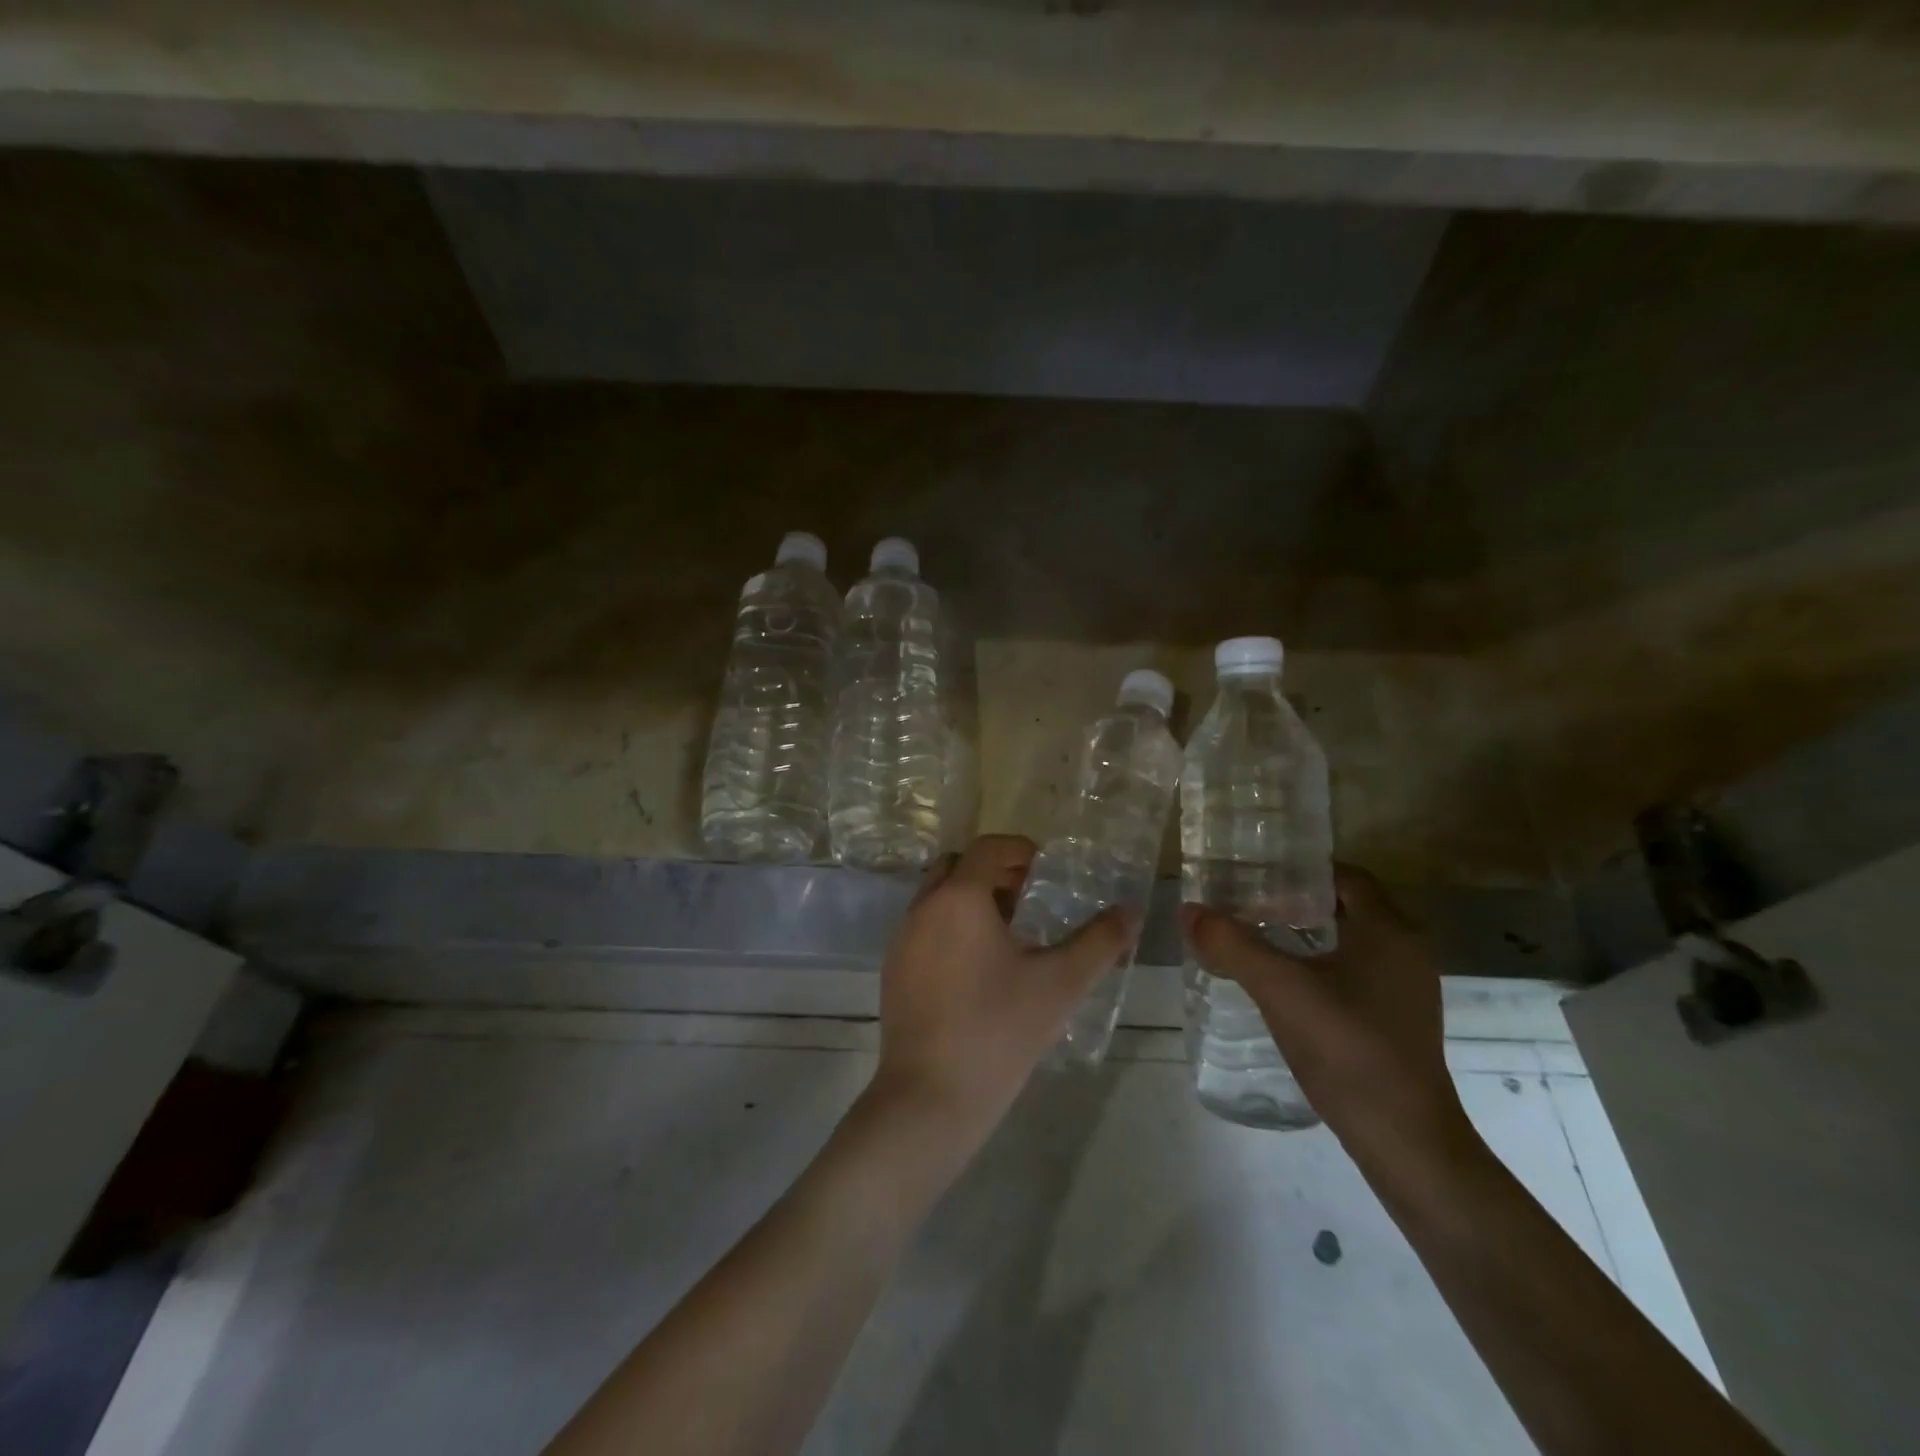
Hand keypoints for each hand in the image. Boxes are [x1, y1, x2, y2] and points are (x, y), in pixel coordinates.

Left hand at [866, 834, 1134, 1149]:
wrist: (930, 1097)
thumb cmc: (999, 1030)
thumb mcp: (1060, 984)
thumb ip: (1099, 942)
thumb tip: (1131, 911)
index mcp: (959, 897)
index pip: (989, 848)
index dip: (1021, 851)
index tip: (1048, 871)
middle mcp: (923, 907)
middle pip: (958, 866)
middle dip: (994, 872)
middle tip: (1030, 897)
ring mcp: (902, 939)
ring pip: (938, 898)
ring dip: (972, 900)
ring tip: (1011, 934)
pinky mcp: (894, 970)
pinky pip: (925, 928)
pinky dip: (952, 927)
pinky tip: (980, 969)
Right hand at [1181, 864, 1471, 1163]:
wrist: (1405, 1142)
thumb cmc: (1349, 1051)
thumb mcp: (1281, 991)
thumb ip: (1232, 946)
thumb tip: (1189, 910)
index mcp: (1389, 931)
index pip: (1344, 875)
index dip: (1299, 868)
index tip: (1254, 873)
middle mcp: (1405, 951)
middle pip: (1344, 905)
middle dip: (1294, 899)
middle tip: (1243, 902)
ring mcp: (1403, 988)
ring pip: (1348, 940)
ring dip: (1304, 932)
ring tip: (1253, 935)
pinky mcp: (1395, 1018)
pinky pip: (1352, 970)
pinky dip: (1316, 962)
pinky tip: (1280, 981)